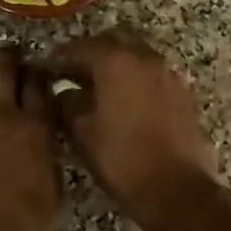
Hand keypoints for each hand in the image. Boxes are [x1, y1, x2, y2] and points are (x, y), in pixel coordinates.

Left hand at [0, 48, 60, 230]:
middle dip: (9, 59)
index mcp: (35, 128)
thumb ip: (50, 162)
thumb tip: (46, 147)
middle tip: (12, 57)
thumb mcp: (54, 196)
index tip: (40, 71)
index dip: (39, 72)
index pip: (39, 85)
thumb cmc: (18, 226)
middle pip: (4, 70)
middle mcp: (2, 115)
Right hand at [50, 29, 220, 223]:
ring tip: (99, 88)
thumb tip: (64, 92)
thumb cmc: (122, 160)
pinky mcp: (183, 93)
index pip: (81, 48)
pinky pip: (154, 74)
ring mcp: (169, 74)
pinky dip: (137, 79)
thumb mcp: (83, 133)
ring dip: (117, 63)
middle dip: (93, 51)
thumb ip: (68, 104)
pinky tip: (126, 102)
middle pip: (114, 40)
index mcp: (116, 62)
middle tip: (74, 72)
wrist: (177, 190)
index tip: (47, 69)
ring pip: (137, 54)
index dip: (61, 58)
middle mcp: (145, 59)